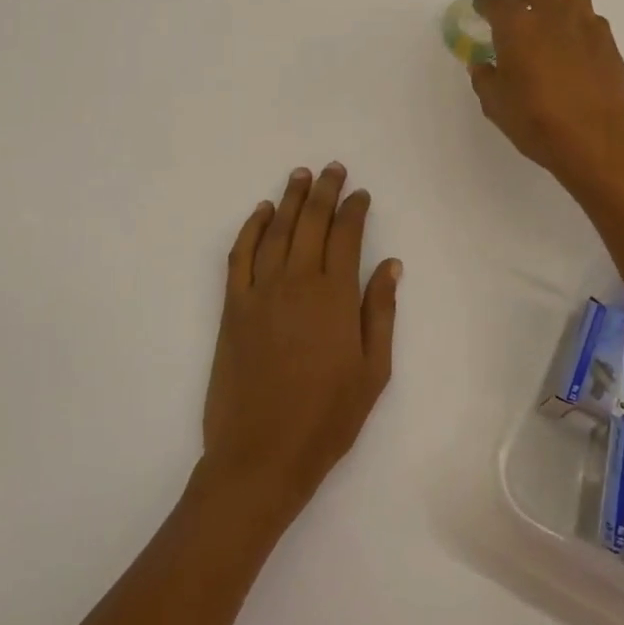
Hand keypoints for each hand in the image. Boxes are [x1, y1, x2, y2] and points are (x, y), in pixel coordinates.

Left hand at [202, 164, 400, 523]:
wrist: (261, 455)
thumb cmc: (327, 419)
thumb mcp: (373, 372)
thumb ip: (380, 312)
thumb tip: (390, 264)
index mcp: (335, 297)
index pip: (346, 236)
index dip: (354, 209)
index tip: (361, 193)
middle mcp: (297, 283)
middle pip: (311, 223)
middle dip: (324, 191)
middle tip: (332, 169)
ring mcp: (260, 292)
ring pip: (276, 231)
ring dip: (289, 199)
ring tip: (300, 175)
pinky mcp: (233, 307)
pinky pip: (240, 255)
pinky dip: (250, 228)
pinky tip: (260, 212)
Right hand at [470, 0, 623, 191]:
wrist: (596, 140)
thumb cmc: (537, 121)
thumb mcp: (496, 105)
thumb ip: (485, 78)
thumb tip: (483, 65)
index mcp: (517, 27)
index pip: (496, 1)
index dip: (486, 4)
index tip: (482, 11)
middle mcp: (552, 16)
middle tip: (520, 15)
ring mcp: (585, 26)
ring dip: (558, 3)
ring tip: (551, 27)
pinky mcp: (609, 42)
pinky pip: (592, 20)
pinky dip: (580, 26)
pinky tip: (575, 49)